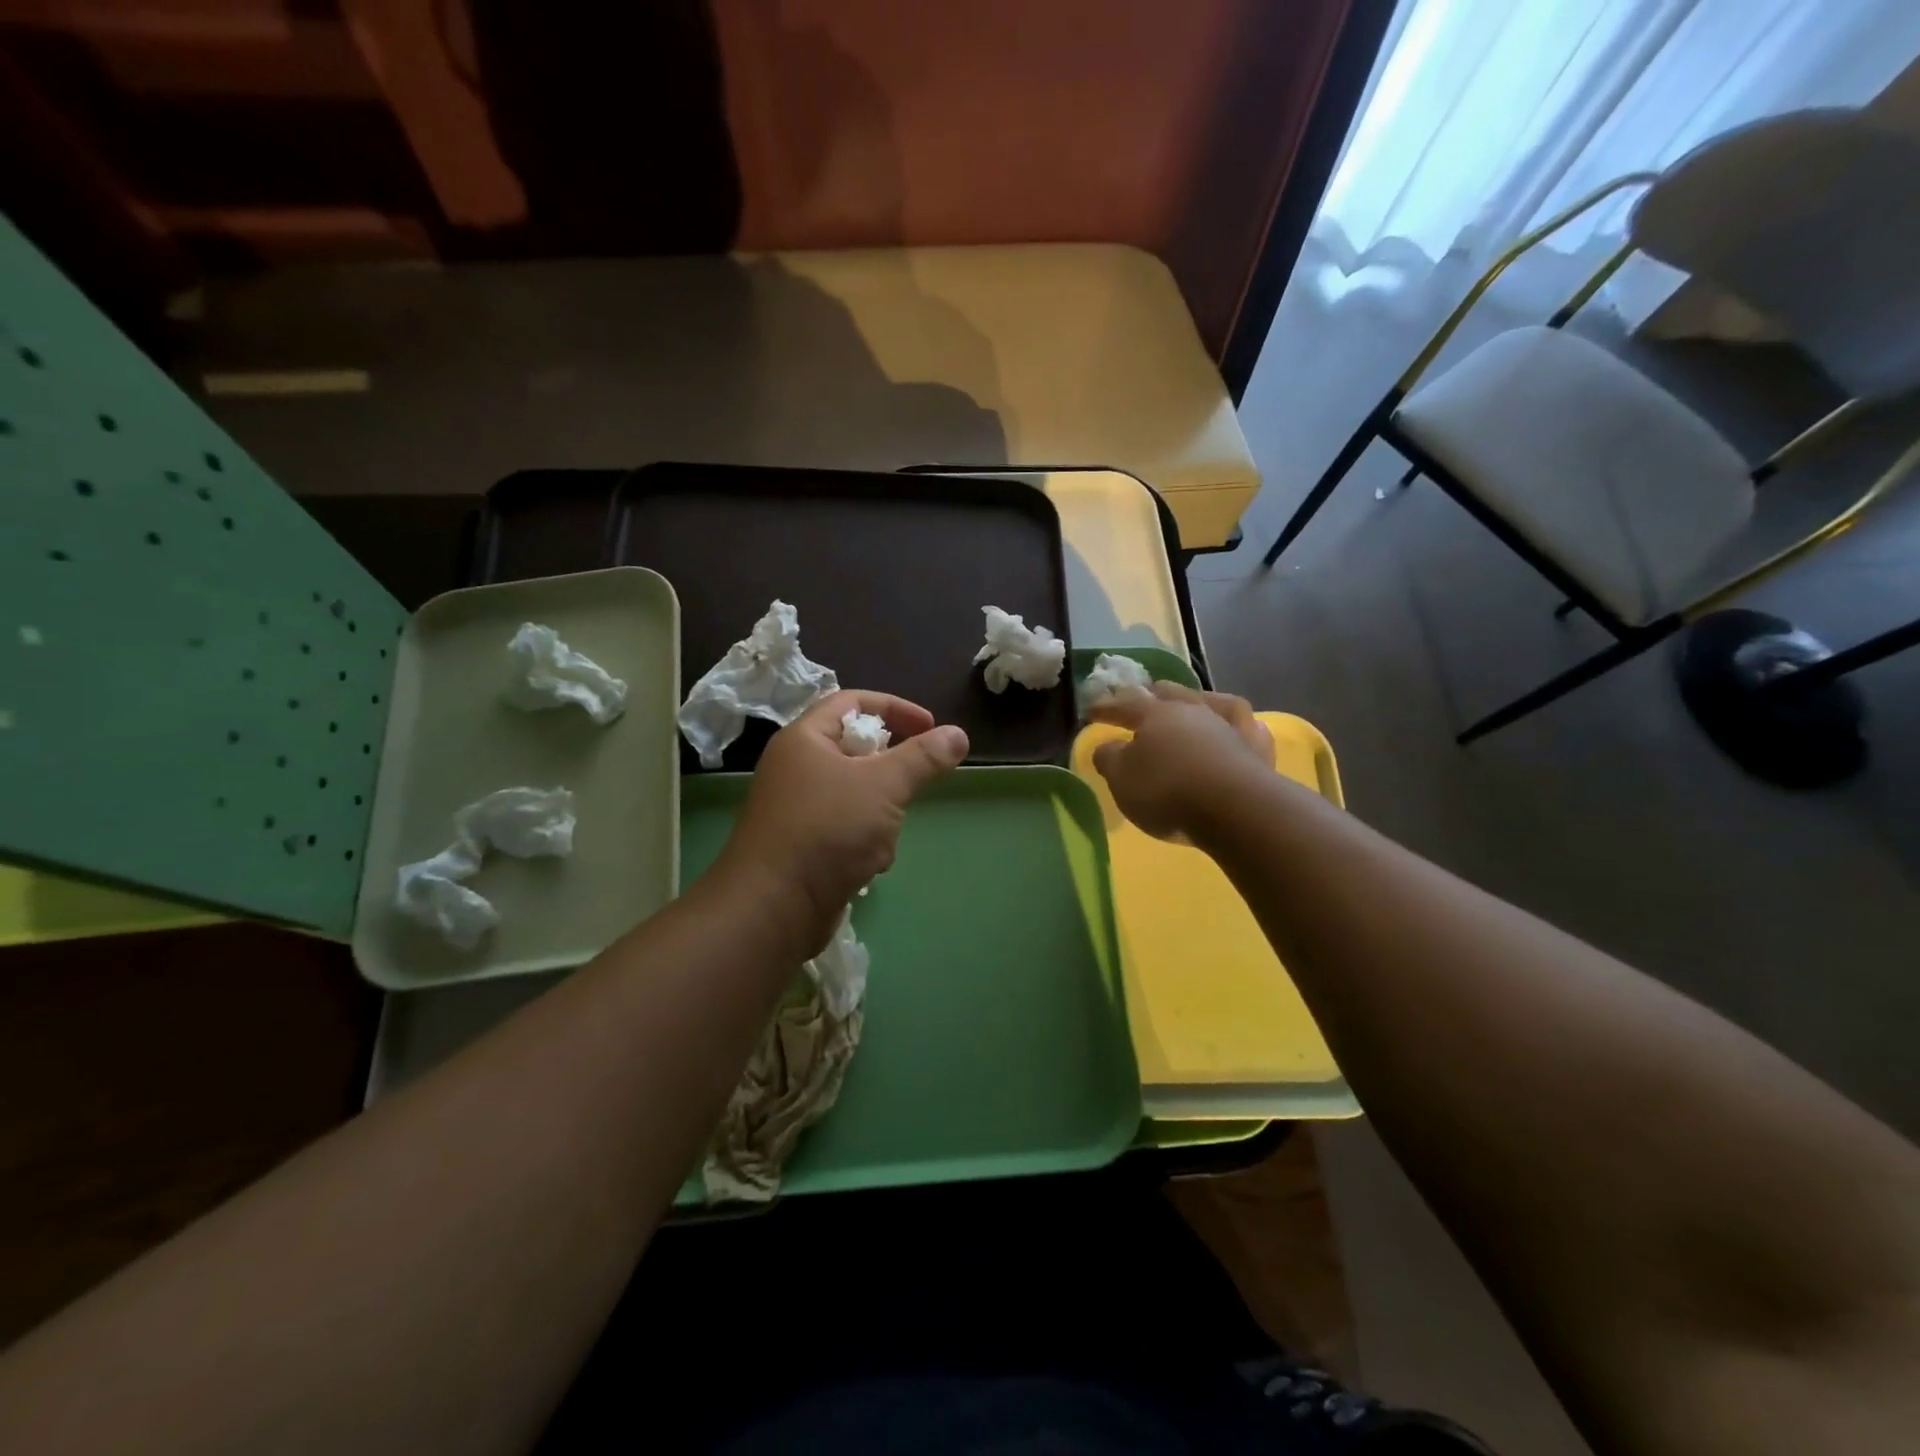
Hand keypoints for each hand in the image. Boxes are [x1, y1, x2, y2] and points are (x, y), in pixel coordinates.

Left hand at [713, 690, 968, 956]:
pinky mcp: (803, 845)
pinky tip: (871, 863)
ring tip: (888, 832)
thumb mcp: (883, 786)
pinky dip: (865, 839)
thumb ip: (923, 758)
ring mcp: (798, 808)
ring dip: (882, 811)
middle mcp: (796, 767)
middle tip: (915, 783)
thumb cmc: (827, 831)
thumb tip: (958, 734)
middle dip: (891, 769)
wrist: (774, 907)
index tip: (931, 727)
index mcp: (804, 739)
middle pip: (855, 749)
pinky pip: (845, 827)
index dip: (895, 708)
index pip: (852, 702)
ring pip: (856, 793)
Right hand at [1088, 683, 1272, 840]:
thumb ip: (1109, 759)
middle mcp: (1192, 710)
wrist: (1236, 808)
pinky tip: (1237, 727)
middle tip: (1143, 697)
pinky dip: (1236, 724)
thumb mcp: (1122, 779)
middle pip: (1169, 693)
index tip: (1090, 711)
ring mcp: (1228, 725)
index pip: (1125, 703)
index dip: (1106, 707)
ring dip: (1195, 700)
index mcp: (1155, 714)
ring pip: (1209, 701)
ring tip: (1190, 704)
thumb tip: (1106, 747)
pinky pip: (1245, 725)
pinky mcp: (1256, 747)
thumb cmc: (1168, 791)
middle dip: (1153, 694)